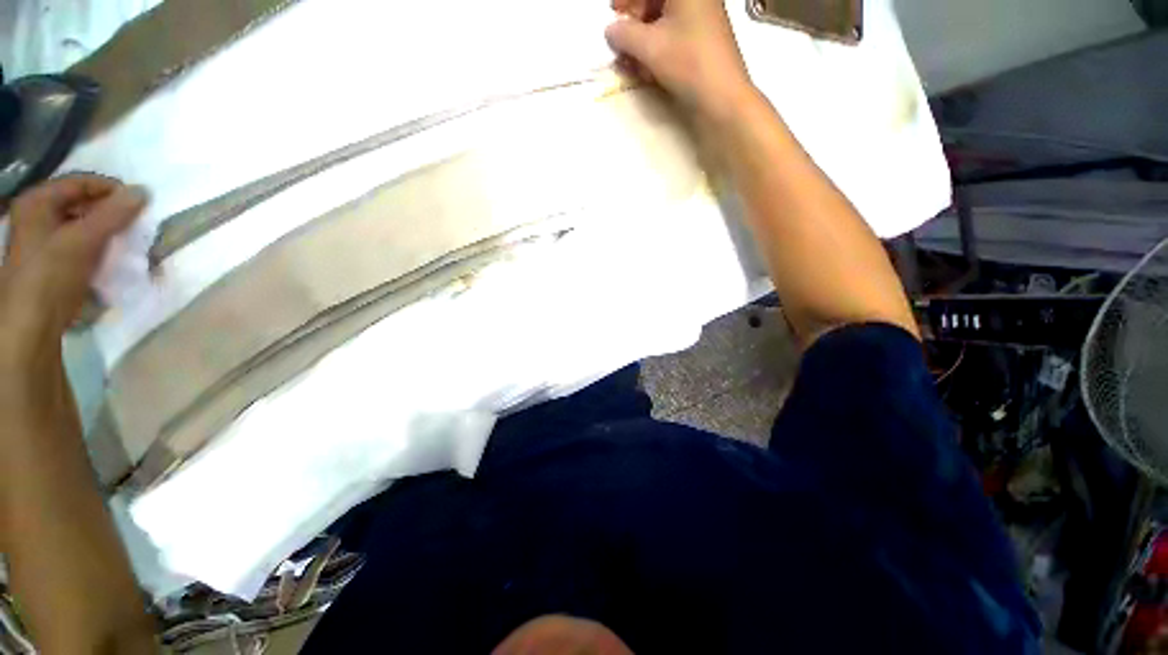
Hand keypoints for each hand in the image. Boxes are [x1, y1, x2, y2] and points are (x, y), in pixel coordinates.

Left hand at [0, 176, 144, 364]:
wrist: (32, 324)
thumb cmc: (51, 275)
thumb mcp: (83, 240)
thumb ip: (114, 214)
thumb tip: (143, 191)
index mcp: (38, 201)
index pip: (81, 182)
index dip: (111, 190)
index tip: (139, 204)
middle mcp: (37, 214)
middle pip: (81, 203)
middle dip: (109, 212)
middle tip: (135, 223)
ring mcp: (43, 239)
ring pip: (82, 224)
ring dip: (106, 231)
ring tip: (126, 241)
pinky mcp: (52, 261)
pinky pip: (80, 244)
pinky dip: (98, 247)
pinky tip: (110, 257)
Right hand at [605, 0, 755, 123]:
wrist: (722, 98)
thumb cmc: (687, 63)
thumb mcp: (649, 46)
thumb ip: (624, 34)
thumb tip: (611, 30)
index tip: (613, 10)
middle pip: (658, 2)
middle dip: (636, 20)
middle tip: (621, 40)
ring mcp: (702, 20)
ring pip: (665, 21)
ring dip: (644, 39)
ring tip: (631, 61)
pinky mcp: (703, 42)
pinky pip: (675, 37)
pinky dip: (658, 49)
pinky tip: (647, 69)